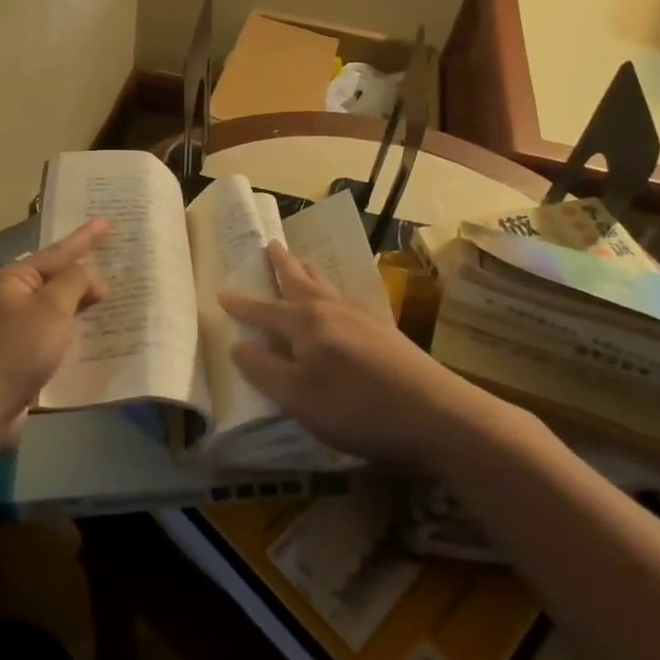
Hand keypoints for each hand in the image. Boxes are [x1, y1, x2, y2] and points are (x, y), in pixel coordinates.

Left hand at [0, 218, 107, 443]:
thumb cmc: (17, 350)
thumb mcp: (52, 309)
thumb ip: (75, 283)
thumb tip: (89, 276)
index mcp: (9, 279)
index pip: (55, 253)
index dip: (83, 238)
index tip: (105, 222)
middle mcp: (3, 298)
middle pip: (51, 279)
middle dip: (81, 273)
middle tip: (112, 264)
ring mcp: (5, 328)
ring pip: (49, 308)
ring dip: (76, 304)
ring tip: (105, 297)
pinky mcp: (11, 355)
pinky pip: (46, 333)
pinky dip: (66, 330)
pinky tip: (87, 334)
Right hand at [219, 241, 454, 467]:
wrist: (437, 415)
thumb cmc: (357, 407)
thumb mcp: (298, 397)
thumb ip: (264, 370)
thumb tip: (238, 344)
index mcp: (305, 324)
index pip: (265, 309)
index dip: (243, 304)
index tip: (222, 292)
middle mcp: (331, 311)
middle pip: (301, 282)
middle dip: (283, 266)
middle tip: (272, 244)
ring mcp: (362, 319)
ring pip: (327, 287)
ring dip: (309, 274)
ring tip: (302, 262)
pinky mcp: (385, 333)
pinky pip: (347, 300)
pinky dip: (333, 292)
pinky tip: (340, 302)